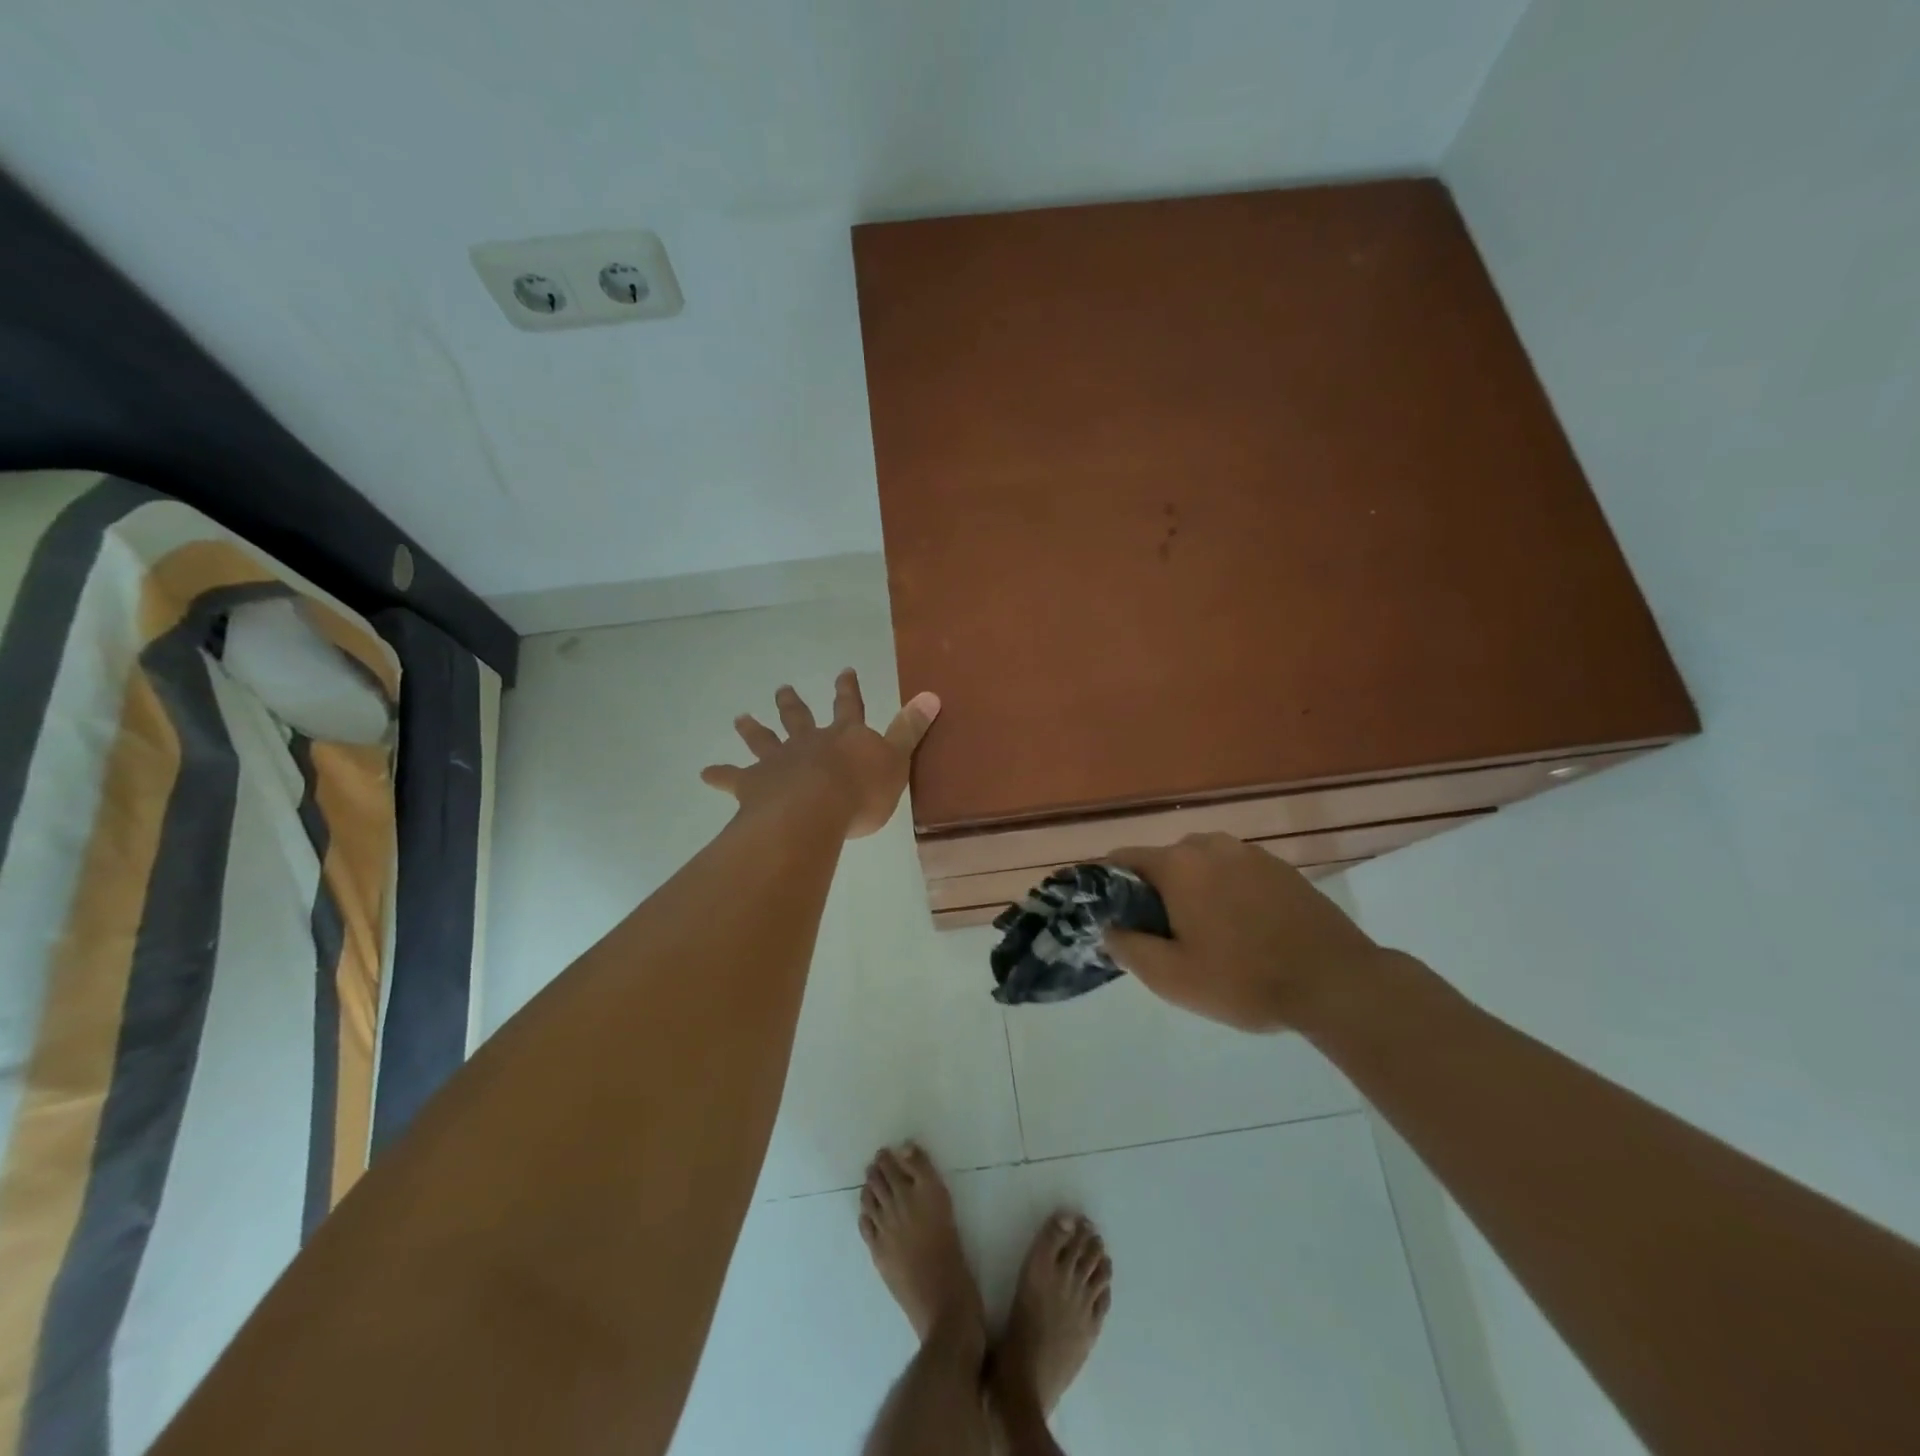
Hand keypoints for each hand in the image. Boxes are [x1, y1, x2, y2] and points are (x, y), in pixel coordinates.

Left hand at [699, 670, 940, 838]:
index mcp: (844, 737)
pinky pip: (733, 778)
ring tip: (740, 718)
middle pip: (799, 718)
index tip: (843, 670)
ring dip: (753, 729)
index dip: (847, 689)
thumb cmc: (862, 790)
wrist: (817, 809)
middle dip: (793, 704)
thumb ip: (911, 730)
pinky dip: (720, 775)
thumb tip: (932, 694)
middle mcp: (809, 742)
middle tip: (783, 688)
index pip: (849, 706)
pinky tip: (704, 774)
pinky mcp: (755, 785)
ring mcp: (779, 762)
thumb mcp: (896, 760)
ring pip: (764, 740)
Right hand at [1103, 833, 1382, 1032]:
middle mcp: (1211, 845)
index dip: (1108, 886)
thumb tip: (1109, 928)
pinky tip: (1243, 930)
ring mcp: (1250, 853)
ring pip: (1201, 866)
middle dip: (1154, 893)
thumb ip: (1127, 947)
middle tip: (1163, 938)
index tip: (1112, 918)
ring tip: (1206, 936)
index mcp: (1179, 864)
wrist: (1337, 983)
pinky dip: (1226, 893)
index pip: (1122, 859)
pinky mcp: (1280, 867)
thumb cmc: (1244, 980)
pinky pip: (1234, 872)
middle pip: (1163, 862)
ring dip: (1192, 892)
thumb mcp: (1172, 977)